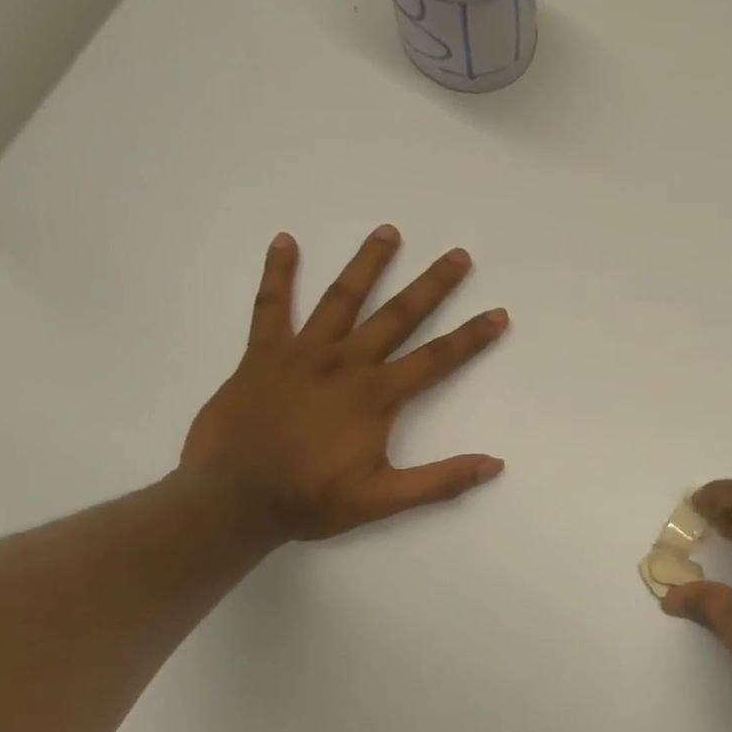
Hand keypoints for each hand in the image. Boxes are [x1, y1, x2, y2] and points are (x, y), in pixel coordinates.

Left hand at [181, 226, 508, 541]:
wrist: (233, 498)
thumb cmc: (312, 499)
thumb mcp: (385, 500)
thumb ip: (441, 480)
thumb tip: (495, 464)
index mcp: (376, 397)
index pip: (436, 359)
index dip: (471, 337)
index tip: (498, 313)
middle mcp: (345, 364)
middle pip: (397, 316)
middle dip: (432, 285)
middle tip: (458, 255)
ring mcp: (301, 354)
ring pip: (341, 299)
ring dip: (368, 264)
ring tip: (389, 232)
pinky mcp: (262, 356)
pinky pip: (270, 306)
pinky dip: (278, 273)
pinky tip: (286, 241)